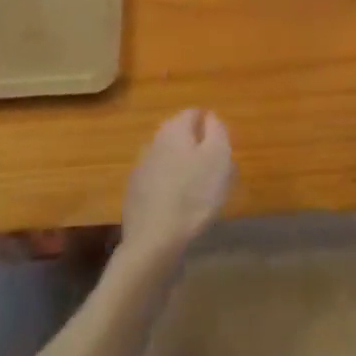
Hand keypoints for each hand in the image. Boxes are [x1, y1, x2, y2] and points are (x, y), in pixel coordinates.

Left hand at [119, 109, 233, 267]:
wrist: (154, 242)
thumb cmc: (194, 194)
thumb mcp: (218, 156)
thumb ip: (217, 130)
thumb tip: (210, 118)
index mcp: (173, 128)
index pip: (194, 113)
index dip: (211, 128)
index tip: (221, 150)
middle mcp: (153, 142)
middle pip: (180, 137)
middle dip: (197, 149)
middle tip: (214, 173)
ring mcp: (139, 169)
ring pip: (168, 160)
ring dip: (182, 170)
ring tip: (198, 194)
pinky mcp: (133, 195)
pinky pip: (157, 184)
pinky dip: (168, 190)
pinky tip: (178, 209)